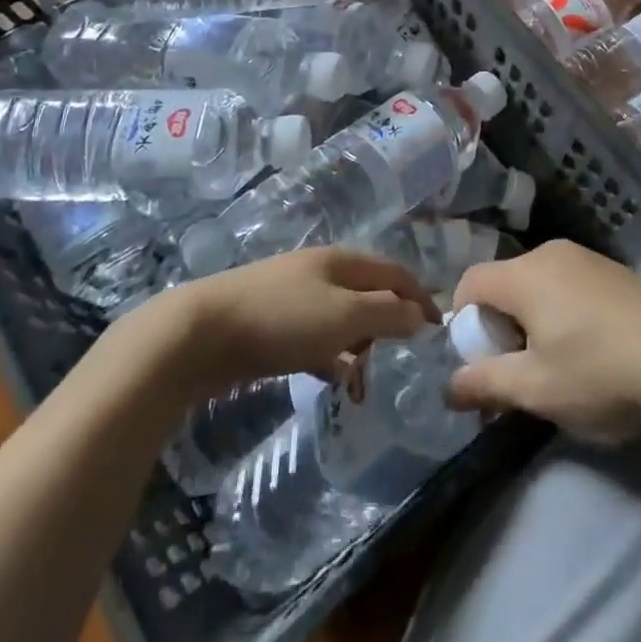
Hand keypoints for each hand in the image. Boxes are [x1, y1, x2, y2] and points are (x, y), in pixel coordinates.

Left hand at [158, 248, 438, 396]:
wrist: (201, 333)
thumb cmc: (281, 320)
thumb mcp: (345, 315)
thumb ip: (388, 313)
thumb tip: (420, 315)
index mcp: (342, 260)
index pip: (395, 272)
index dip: (420, 297)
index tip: (439, 331)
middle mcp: (320, 271)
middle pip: (369, 292)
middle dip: (391, 322)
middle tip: (407, 359)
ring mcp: (292, 296)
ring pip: (341, 317)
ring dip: (361, 343)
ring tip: (373, 378)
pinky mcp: (270, 325)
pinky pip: (315, 338)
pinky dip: (332, 357)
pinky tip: (335, 381)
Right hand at [446, 240, 640, 443]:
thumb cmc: (598, 370)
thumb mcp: (536, 388)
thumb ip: (486, 384)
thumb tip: (448, 387)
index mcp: (523, 274)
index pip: (470, 282)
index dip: (464, 321)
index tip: (481, 361)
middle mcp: (549, 253)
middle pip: (504, 282)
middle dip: (500, 325)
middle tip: (518, 370)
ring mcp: (585, 257)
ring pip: (537, 284)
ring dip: (532, 320)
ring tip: (557, 364)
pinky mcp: (612, 269)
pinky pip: (568, 284)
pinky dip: (562, 311)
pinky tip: (592, 348)